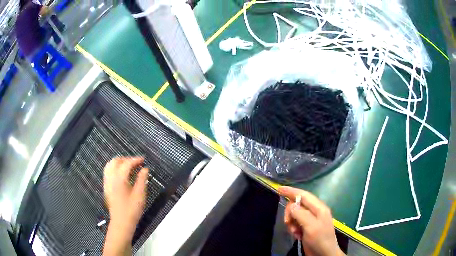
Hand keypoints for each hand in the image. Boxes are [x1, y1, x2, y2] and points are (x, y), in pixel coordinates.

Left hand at [103, 157, 148, 235]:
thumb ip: (142, 180)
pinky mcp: (106, 187)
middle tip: (136, 163)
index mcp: (119, 179)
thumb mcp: (140, 195)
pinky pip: (107, 172)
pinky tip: (121, 174)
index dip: (135, 160)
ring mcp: (106, 182)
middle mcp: (110, 178)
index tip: (143, 160)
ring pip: (109, 165)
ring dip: (119, 162)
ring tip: (128, 166)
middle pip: (115, 161)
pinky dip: (114, 168)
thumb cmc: (132, 210)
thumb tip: (145, 169)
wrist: (121, 223)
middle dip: (126, 159)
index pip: (126, 164)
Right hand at [278, 186, 344, 255]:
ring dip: (291, 223)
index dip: (291, 191)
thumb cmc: (320, 240)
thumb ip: (301, 214)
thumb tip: (292, 205)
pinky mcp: (306, 227)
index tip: (279, 189)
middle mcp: (315, 211)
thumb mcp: (311, 227)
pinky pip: (295, 223)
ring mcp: (310, 220)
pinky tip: (296, 235)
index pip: (303, 195)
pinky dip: (293, 228)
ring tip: (295, 232)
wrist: (324, 254)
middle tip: (288, 223)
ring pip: (295, 214)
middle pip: (297, 205)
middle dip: (290, 213)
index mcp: (319, 208)